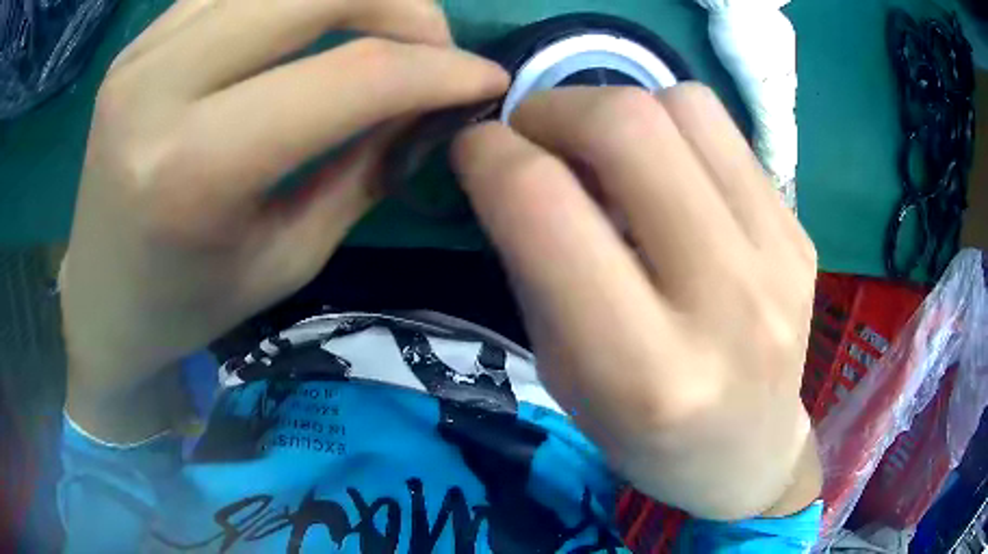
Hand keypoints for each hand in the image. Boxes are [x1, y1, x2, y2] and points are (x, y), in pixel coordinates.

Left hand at [62, 0, 507, 439]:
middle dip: (405, 5)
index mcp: (194, 169)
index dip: (439, 69)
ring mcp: (142, 51)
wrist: (101, 298)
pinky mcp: (139, 40)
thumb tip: (432, 102)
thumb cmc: (188, 304)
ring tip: (377, 29)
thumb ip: (365, 167)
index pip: (352, 76)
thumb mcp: (289, 257)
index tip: (487, 80)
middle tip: (429, 47)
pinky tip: (307, 23)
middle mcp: (159, 87)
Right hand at [453, 85, 820, 519]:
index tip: (475, 147)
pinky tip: (667, 172)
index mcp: (642, 369)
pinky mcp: (802, 233)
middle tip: (536, 132)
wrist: (751, 453)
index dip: (489, 154)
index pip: (543, 206)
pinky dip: (675, 129)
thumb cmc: (646, 437)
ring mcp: (780, 258)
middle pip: (628, 126)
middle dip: (555, 107)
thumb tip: (517, 160)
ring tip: (607, 152)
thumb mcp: (566, 374)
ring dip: (621, 108)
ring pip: (685, 105)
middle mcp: (725, 303)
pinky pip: (728, 132)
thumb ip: (537, 263)